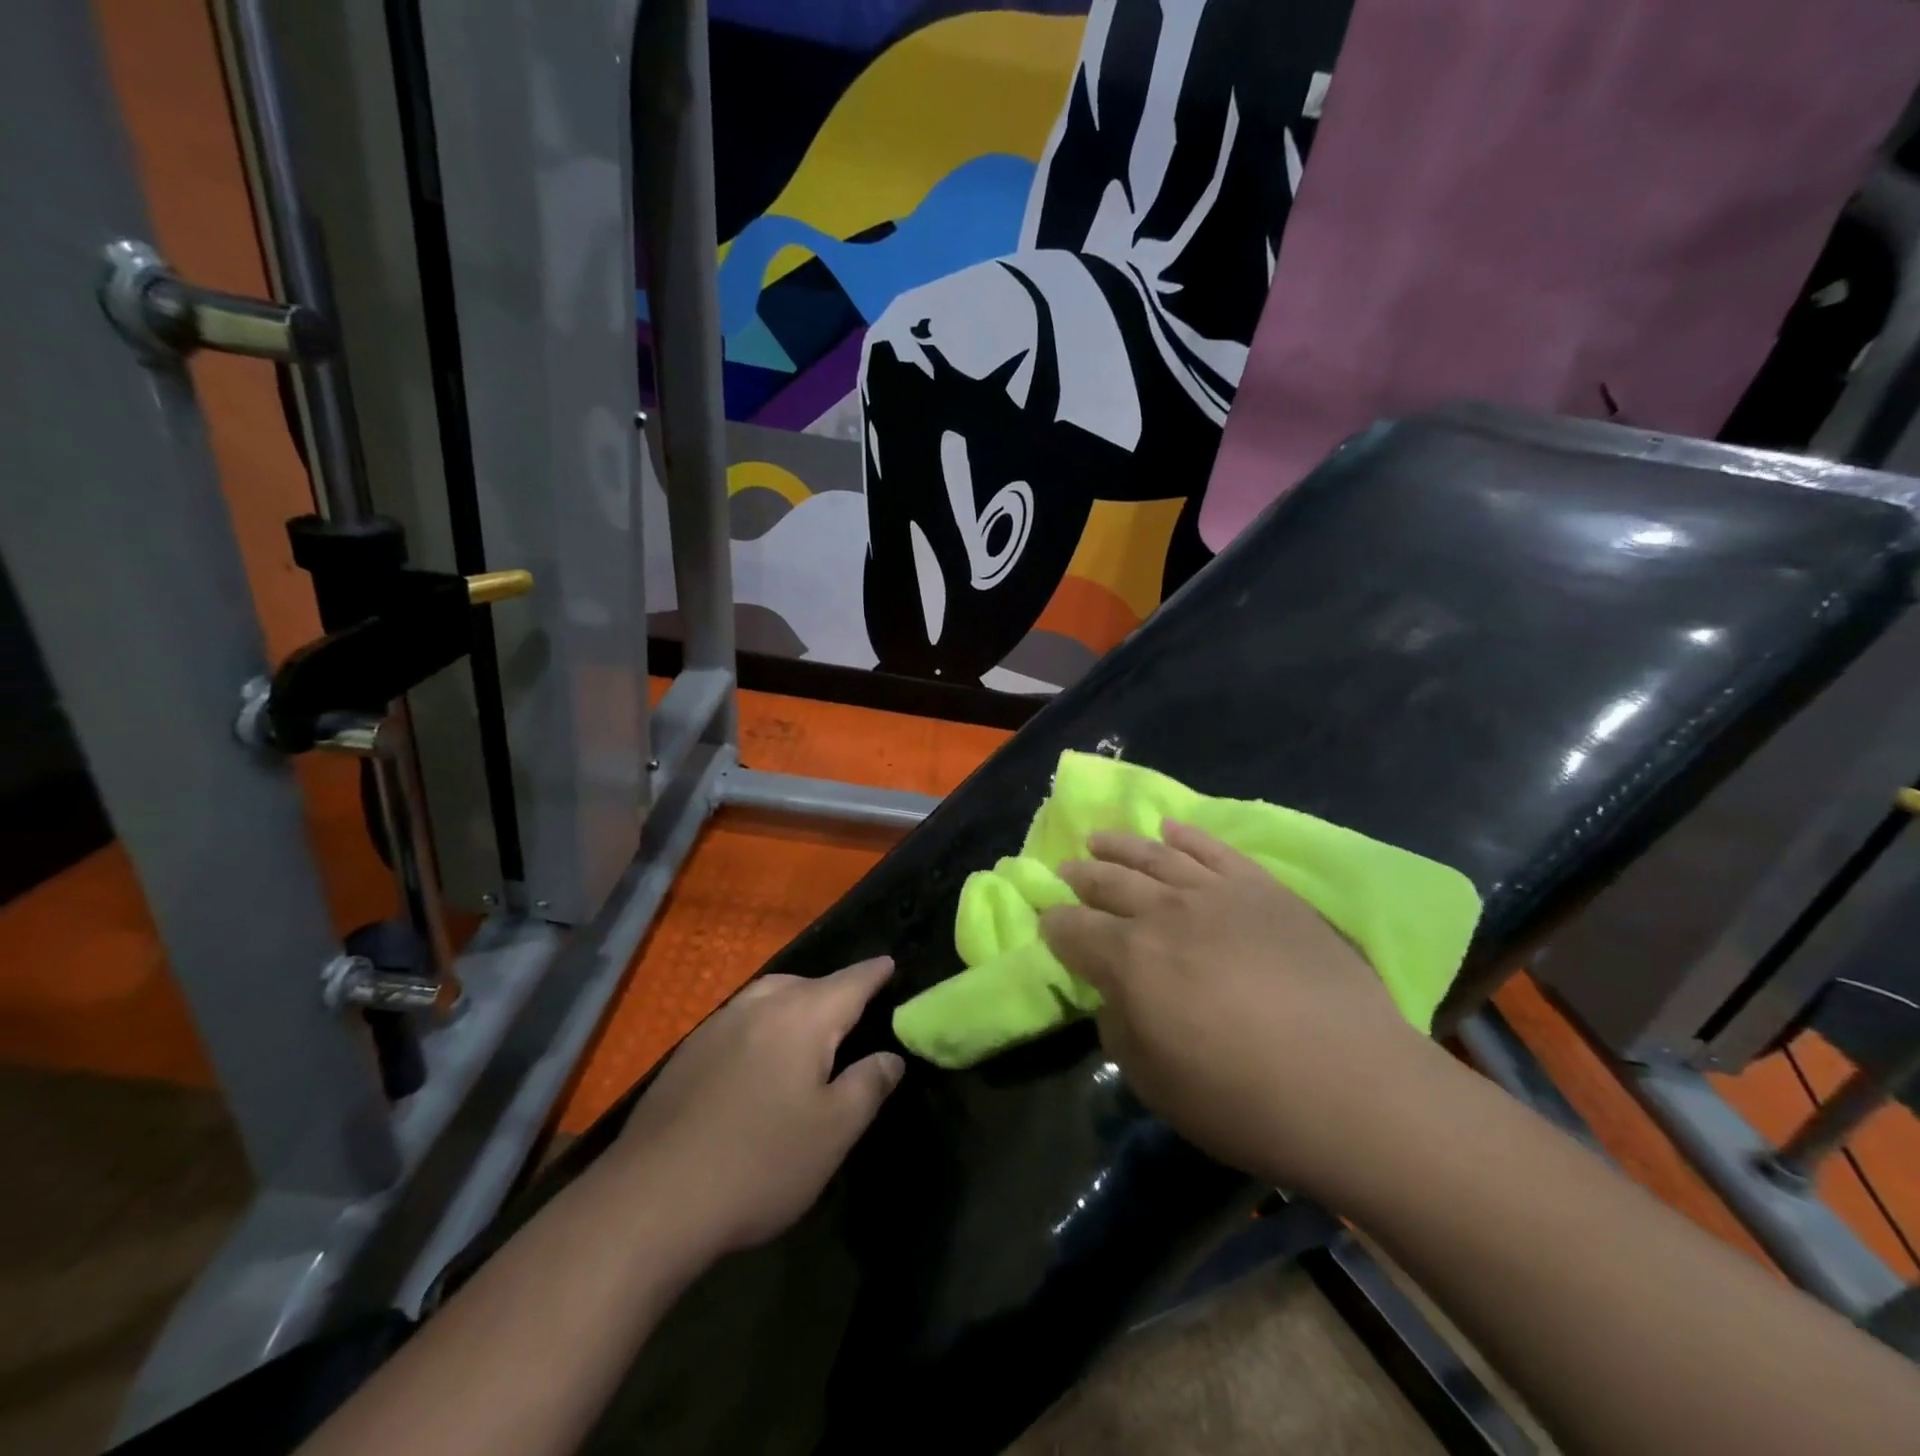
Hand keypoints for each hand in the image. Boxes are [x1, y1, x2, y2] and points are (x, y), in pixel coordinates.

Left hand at [613, 959, 904, 1255]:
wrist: (652, 1199)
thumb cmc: (759, 1162)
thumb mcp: (833, 1132)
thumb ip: (868, 1085)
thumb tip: (890, 1057)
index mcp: (802, 1016)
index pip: (850, 982)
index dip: (874, 972)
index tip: (890, 963)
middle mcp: (759, 1006)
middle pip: (806, 984)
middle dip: (833, 991)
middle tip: (853, 1012)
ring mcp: (716, 1026)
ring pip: (767, 997)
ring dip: (794, 1004)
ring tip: (808, 1032)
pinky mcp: (687, 1054)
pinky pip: (739, 1021)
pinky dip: (761, 1026)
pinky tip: (758, 1062)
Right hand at [1040, 823, 1441, 1198]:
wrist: (1354, 1085)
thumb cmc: (1244, 1100)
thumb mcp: (1155, 1083)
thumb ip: (1120, 1030)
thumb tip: (1114, 997)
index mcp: (1128, 959)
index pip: (1073, 929)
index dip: (1055, 926)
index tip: (1048, 924)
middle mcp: (1163, 912)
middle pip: (1108, 882)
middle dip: (1081, 877)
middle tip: (1067, 872)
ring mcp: (1216, 893)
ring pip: (1154, 855)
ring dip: (1120, 845)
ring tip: (1099, 838)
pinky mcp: (1262, 889)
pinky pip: (1214, 850)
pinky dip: (1187, 835)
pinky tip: (1170, 828)